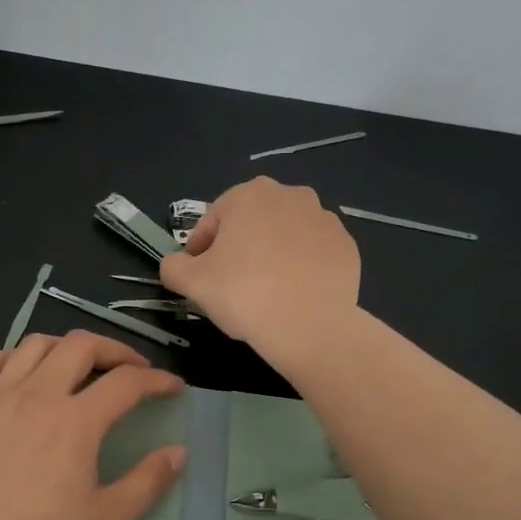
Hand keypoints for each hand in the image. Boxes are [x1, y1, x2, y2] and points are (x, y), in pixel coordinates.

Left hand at [0, 331, 186, 519]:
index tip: (174, 388)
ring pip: (34, 345)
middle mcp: (36, 395)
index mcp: (76, 421)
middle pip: (81, 346)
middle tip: (131, 369)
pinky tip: (20, 373)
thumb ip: (147, 482)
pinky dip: (12, 358)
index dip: (157, 379)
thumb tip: (179, 452)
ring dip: (65, 347)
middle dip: (115, 350)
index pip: (127, 382)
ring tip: (78, 366)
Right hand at [159, 178, 360, 350]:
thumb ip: (173, 266)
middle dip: (239, 247)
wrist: (309, 325)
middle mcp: (291, 195)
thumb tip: (174, 264)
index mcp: (250, 194)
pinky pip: (313, 254)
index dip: (200, 249)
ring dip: (272, 254)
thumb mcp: (190, 282)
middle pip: (252, 223)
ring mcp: (325, 219)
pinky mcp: (347, 247)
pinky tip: (292, 295)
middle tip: (231, 283)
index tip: (197, 276)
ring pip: (285, 236)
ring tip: (264, 290)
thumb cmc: (243, 294)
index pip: (213, 220)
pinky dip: (301, 268)